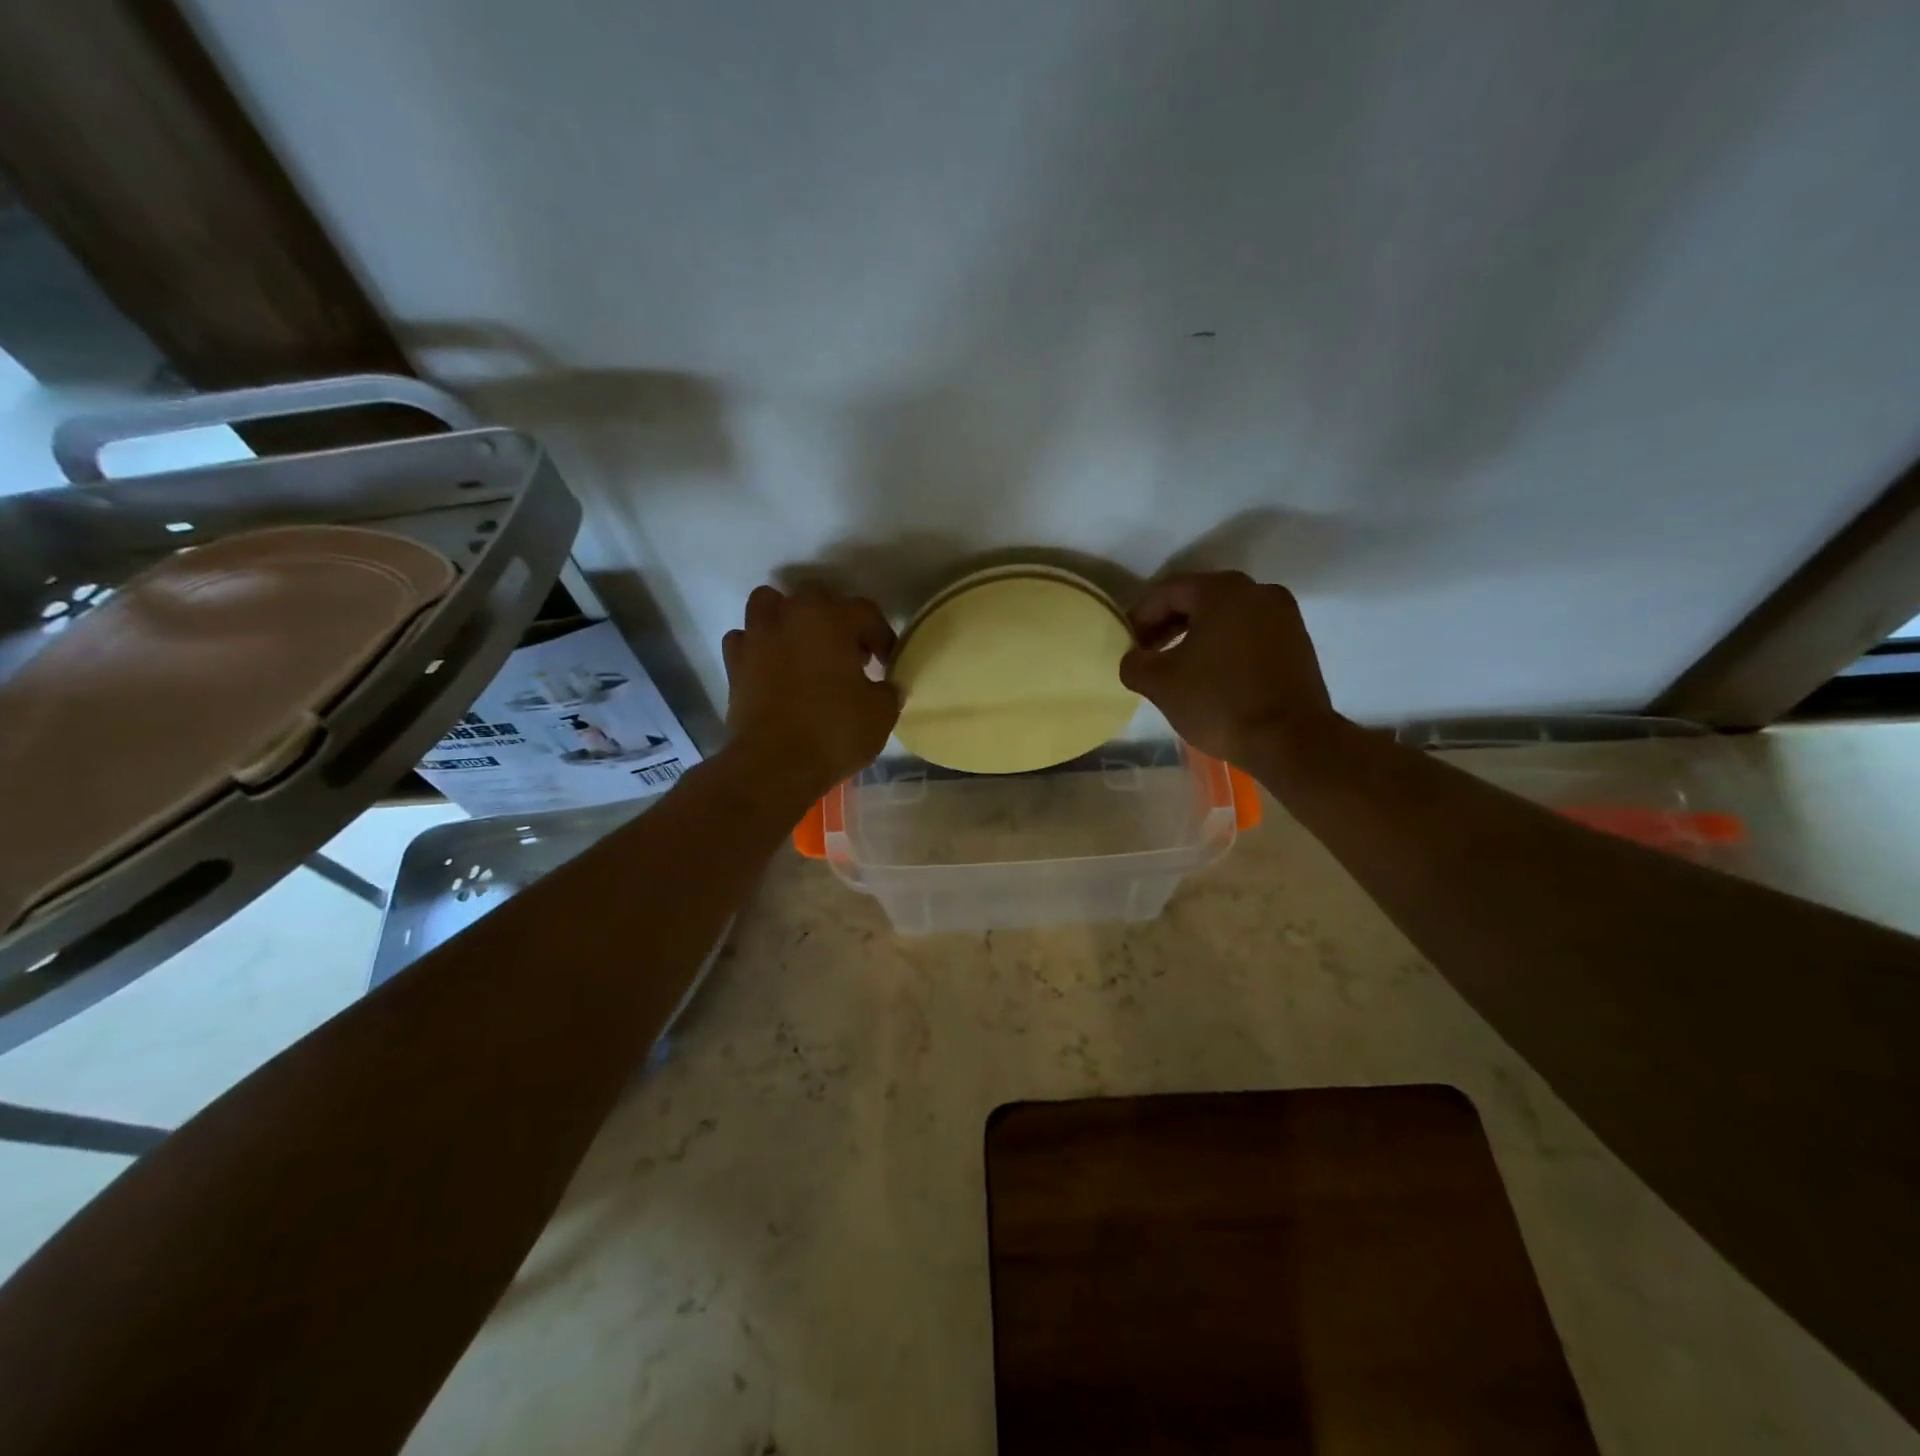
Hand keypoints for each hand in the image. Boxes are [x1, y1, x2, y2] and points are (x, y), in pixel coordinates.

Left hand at [723, 584, 899, 793]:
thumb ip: (888, 690)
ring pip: (769, 605)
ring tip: (803, 648)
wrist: (774, 765)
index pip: (865, 612)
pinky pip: (745, 640)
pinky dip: (759, 646)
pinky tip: (772, 667)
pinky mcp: (734, 664)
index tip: (887, 663)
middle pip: (815, 598)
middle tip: (849, 653)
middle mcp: (790, 616)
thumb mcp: (881, 713)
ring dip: (788, 618)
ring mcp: (756, 638)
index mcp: (830, 619)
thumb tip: (887, 685)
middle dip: (835, 618)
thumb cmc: (834, 731)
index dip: (882, 637)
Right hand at [1119, 571, 1339, 768]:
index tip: (1127, 644)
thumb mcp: (1159, 684)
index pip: (1167, 592)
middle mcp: (1257, 591)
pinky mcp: (1298, 641)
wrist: (1291, 741)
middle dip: (1168, 626)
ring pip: (1226, 617)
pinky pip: (1249, 633)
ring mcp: (1284, 615)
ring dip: (1196, 637)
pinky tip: (1211, 675)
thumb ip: (1134, 663)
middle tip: (1147, 655)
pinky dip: (1225, 646)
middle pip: (1199, 600)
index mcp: (1222, 591)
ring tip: (1177, 668)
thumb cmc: (1219, 702)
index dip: (1140, 617)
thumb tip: (1134, 659)